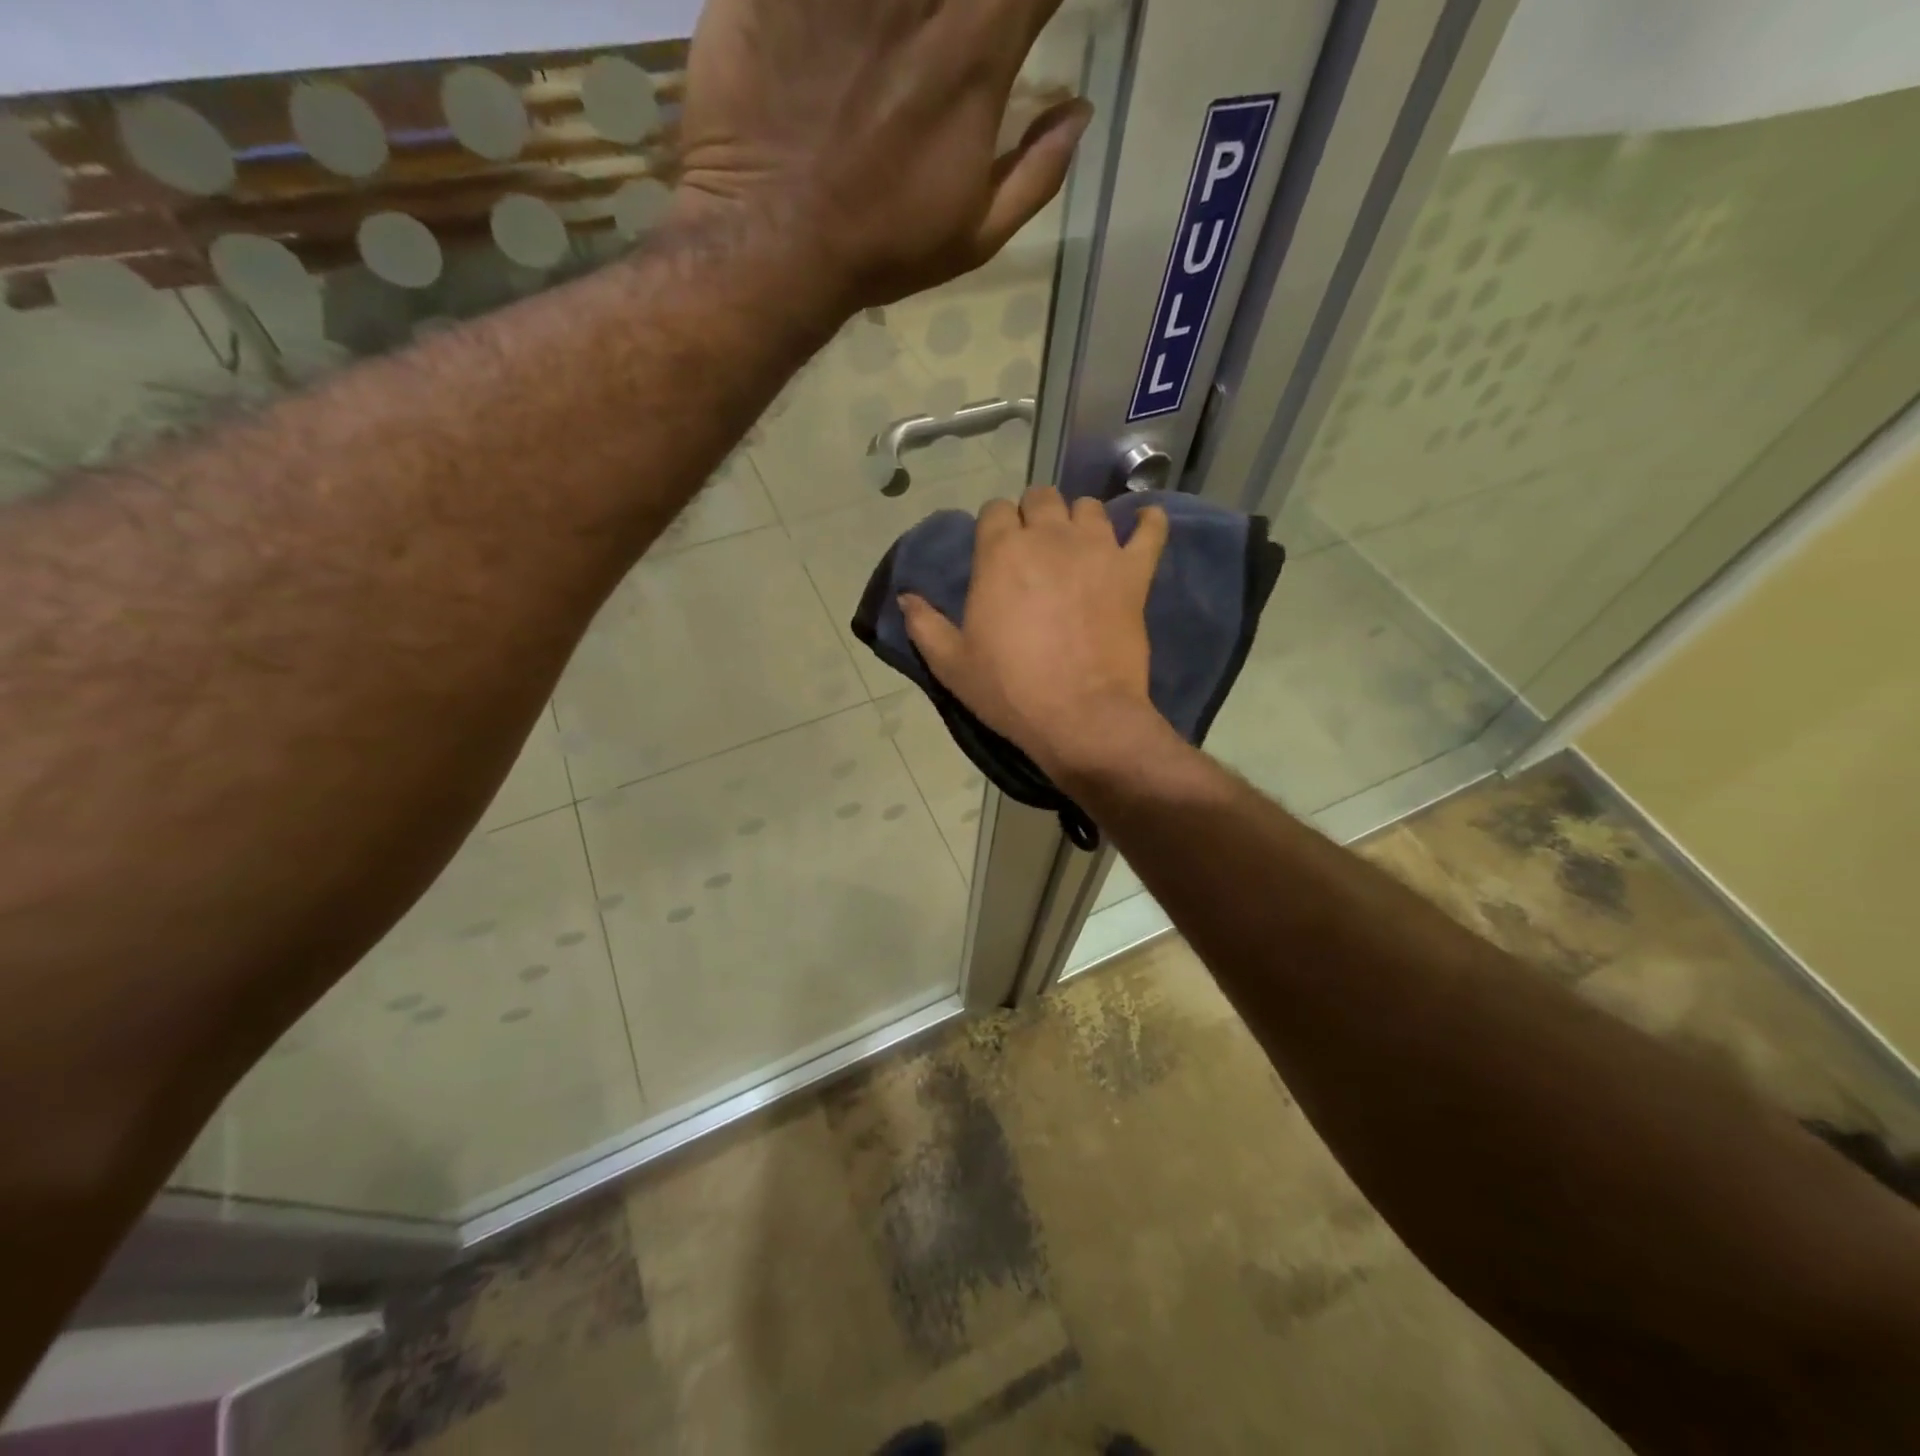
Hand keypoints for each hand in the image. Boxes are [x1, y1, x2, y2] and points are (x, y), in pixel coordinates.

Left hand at [675, 0, 1092, 308]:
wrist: (773, 240)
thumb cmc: (880, 249)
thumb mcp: (975, 236)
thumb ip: (1038, 172)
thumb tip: (1079, 114)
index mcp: (981, 47)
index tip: (1022, 19)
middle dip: (972, 2)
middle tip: (956, 31)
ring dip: (909, 1)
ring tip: (898, 32)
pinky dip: (838, 1)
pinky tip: (846, 25)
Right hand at [900, 488, 1171, 781]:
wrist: (1080, 716)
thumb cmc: (1010, 690)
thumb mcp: (952, 664)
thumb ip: (925, 624)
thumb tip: (905, 597)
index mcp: (1001, 552)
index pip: (995, 510)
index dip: (995, 527)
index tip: (996, 553)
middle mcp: (1049, 537)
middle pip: (1042, 498)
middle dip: (1035, 515)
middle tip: (1035, 551)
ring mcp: (1097, 550)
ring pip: (1089, 507)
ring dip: (1079, 520)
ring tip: (1078, 546)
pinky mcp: (1134, 572)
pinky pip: (1150, 531)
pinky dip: (1148, 523)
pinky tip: (1143, 525)